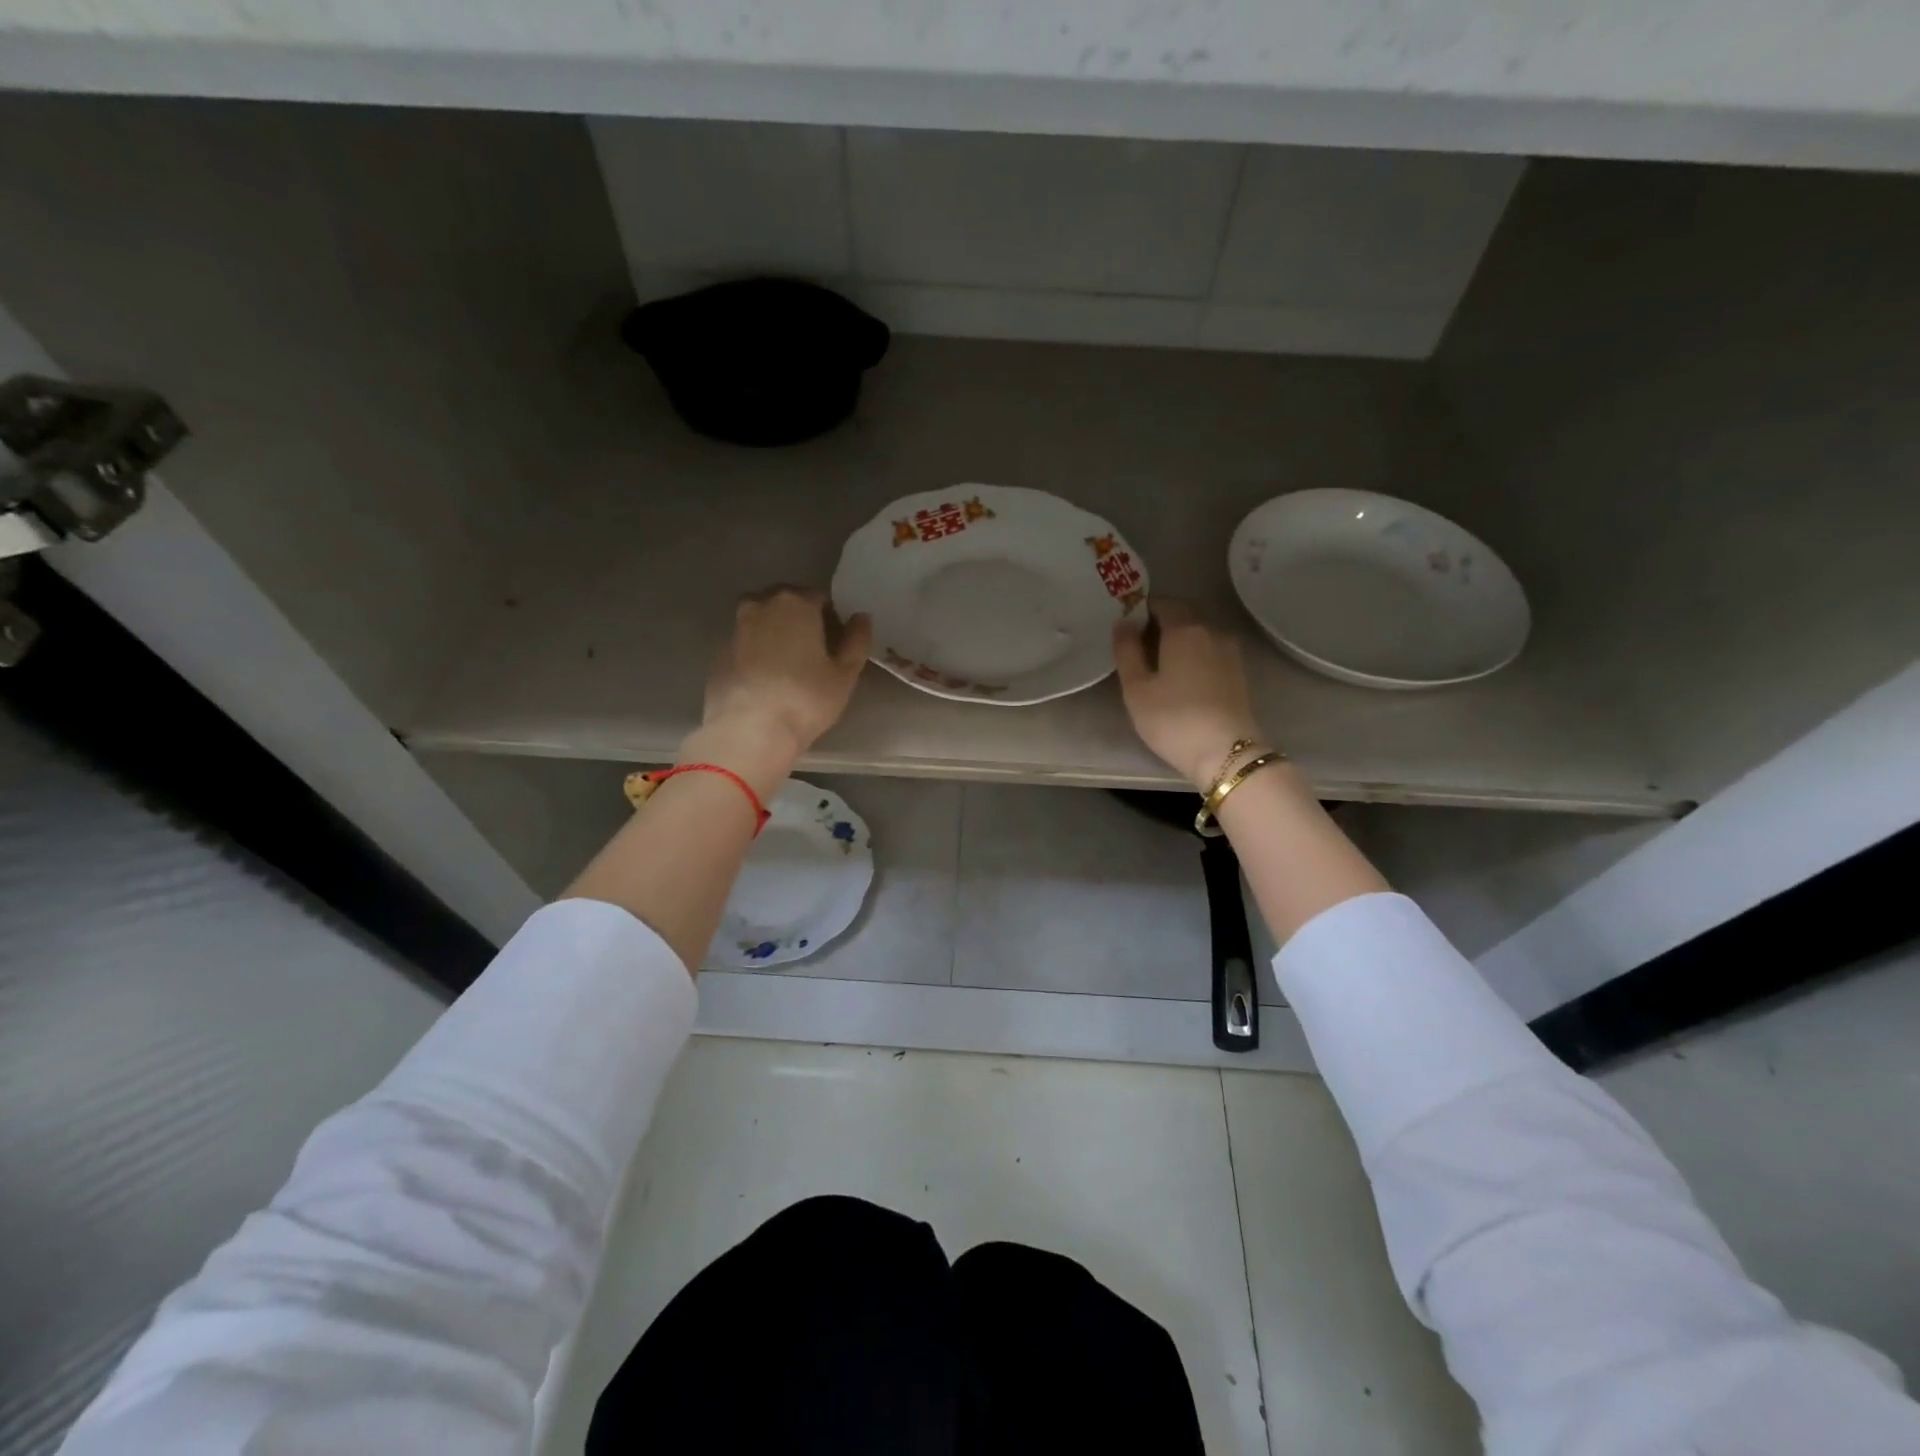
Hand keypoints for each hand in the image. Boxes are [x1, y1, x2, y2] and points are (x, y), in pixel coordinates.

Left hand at [685, 587, 870, 792]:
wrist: (748, 731)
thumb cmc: (805, 699)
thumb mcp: (844, 674)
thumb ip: (857, 640)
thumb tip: (861, 617)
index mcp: (796, 603)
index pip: (819, 598)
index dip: (831, 620)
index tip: (835, 645)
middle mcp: (761, 605)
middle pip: (787, 604)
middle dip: (801, 621)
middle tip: (813, 655)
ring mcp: (735, 628)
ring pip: (762, 622)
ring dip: (776, 635)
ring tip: (788, 668)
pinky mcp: (718, 653)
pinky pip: (745, 644)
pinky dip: (756, 653)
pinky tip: (765, 680)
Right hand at [1113, 601, 1263, 790]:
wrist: (1227, 753)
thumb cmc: (1173, 719)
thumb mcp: (1137, 688)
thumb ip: (1126, 650)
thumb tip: (1123, 622)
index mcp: (1185, 629)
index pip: (1161, 603)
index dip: (1141, 610)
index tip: (1125, 628)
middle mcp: (1212, 631)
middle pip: (1182, 616)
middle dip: (1159, 624)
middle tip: (1136, 648)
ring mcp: (1230, 651)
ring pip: (1198, 635)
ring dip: (1177, 642)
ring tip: (1157, 666)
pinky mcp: (1239, 672)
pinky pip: (1209, 652)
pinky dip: (1193, 656)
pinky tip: (1181, 679)